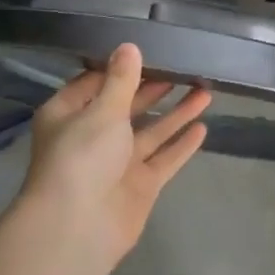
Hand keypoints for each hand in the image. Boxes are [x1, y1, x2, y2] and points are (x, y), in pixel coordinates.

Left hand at [15, 43, 209, 268]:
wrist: (78, 228)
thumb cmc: (81, 158)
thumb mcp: (102, 111)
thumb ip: (121, 80)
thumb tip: (129, 46)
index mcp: (69, 114)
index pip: (95, 82)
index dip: (121, 68)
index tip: (148, 50)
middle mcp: (92, 136)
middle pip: (127, 106)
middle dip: (154, 88)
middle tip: (184, 67)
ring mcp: (117, 162)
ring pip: (151, 131)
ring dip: (176, 113)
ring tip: (205, 90)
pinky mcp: (139, 185)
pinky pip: (163, 158)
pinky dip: (181, 144)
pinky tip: (202, 127)